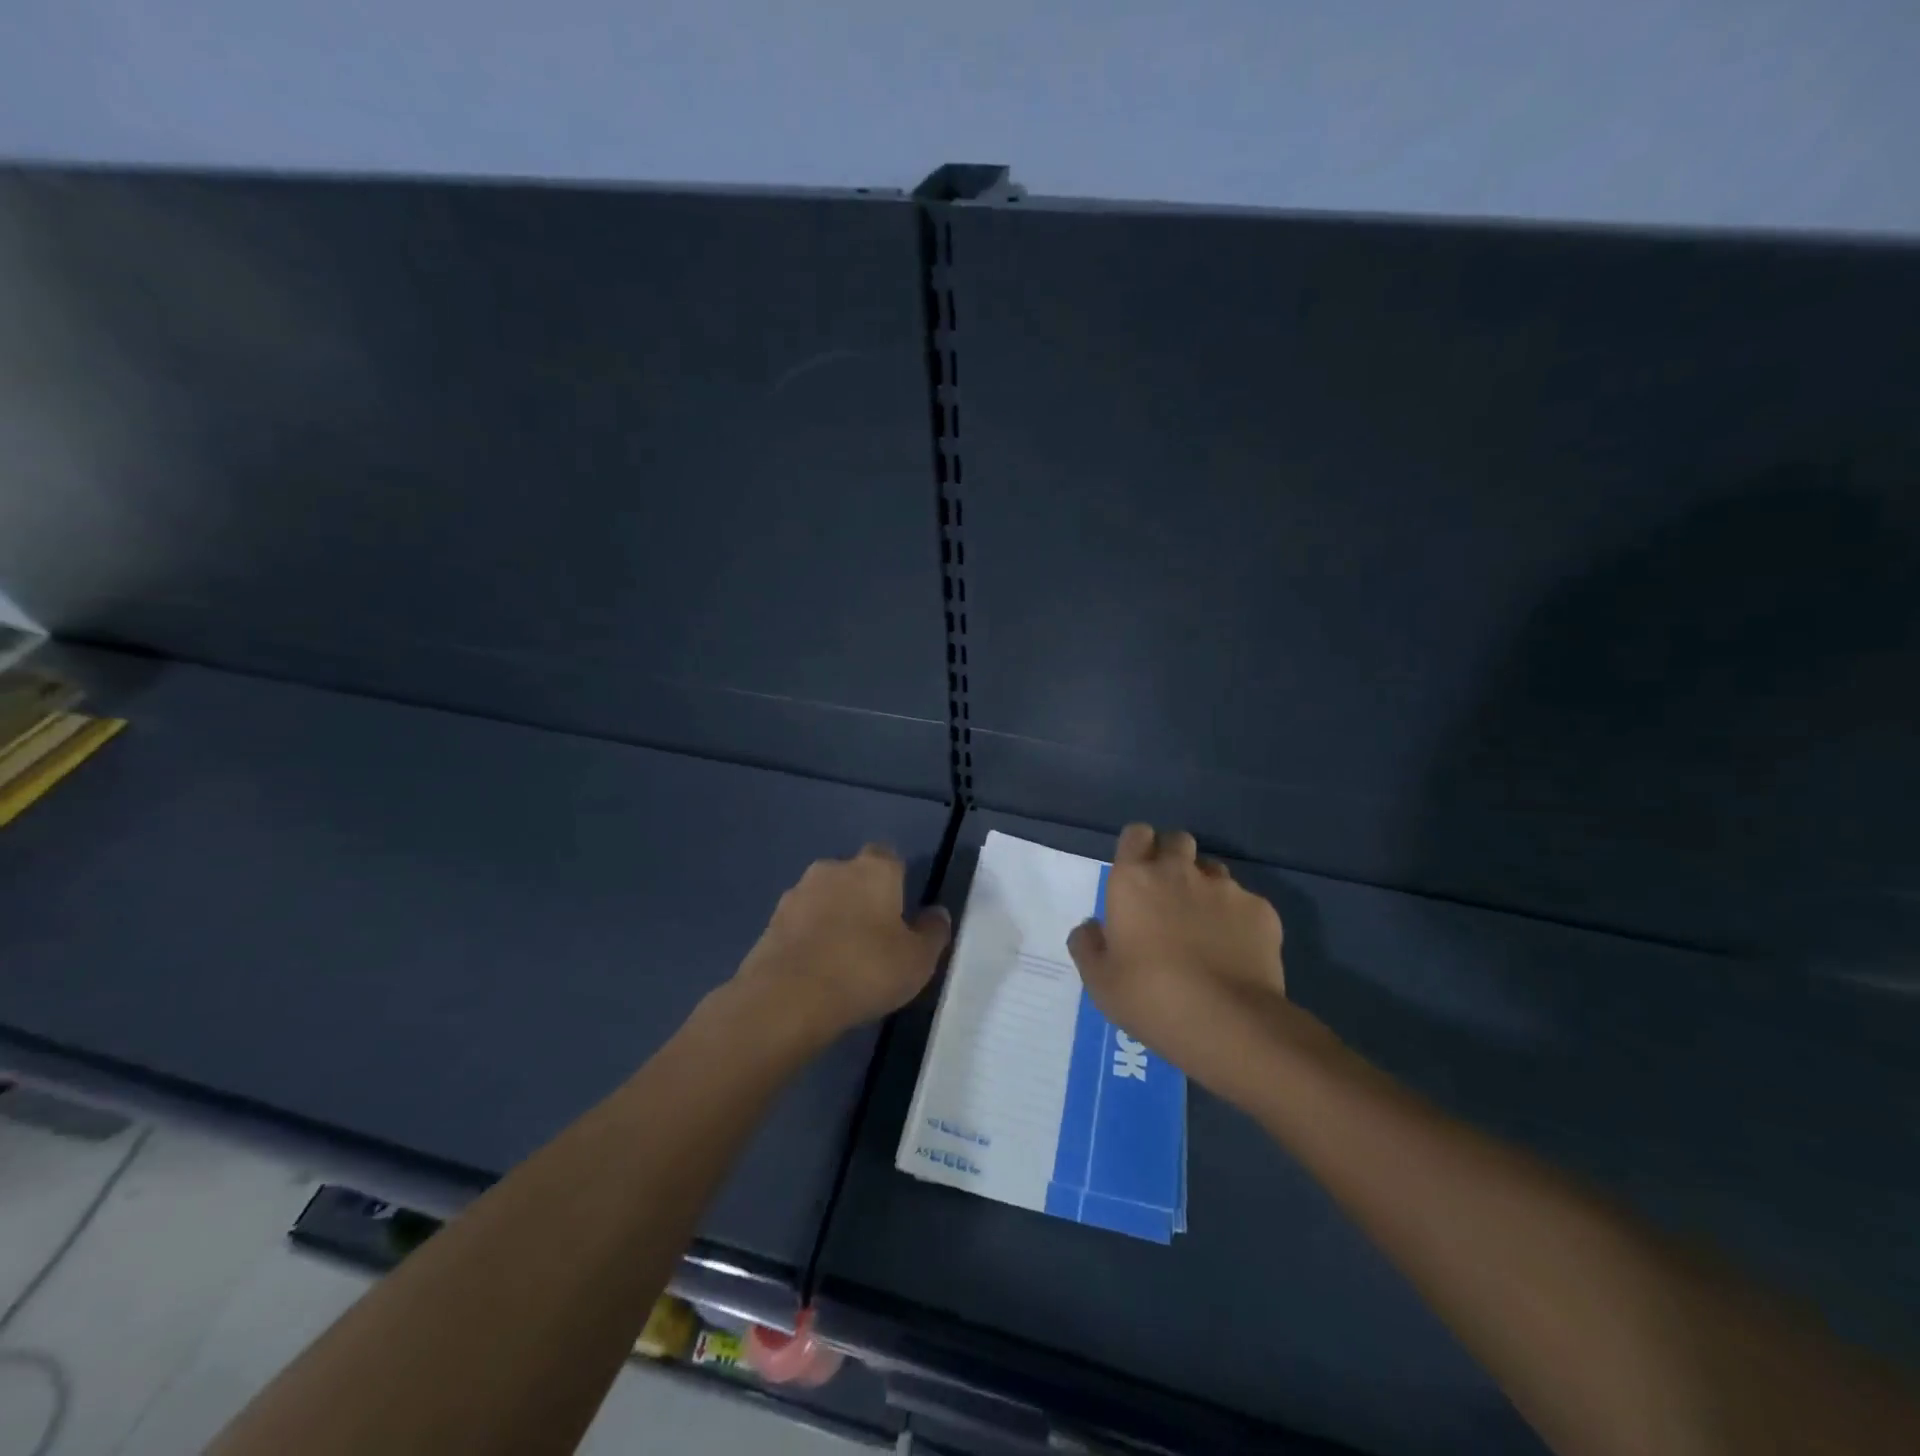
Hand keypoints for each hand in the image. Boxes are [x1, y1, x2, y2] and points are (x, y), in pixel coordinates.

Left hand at [731, 844, 950, 1049]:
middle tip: (875, 936)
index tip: (902, 910)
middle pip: (854, 875)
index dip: (896, 880)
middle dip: (862, 897)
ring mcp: (797, 893)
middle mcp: (833, 869)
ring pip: (824, 898)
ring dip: (833, 917)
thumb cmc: (865, 969)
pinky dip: (809, 938)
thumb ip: (933, 932)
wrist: (788, 997)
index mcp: (874, 869)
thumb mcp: (918, 960)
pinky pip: (800, 923)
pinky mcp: (771, 921)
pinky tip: (817, 970)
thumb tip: (937, 914)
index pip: (889, 857)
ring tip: (843, 957)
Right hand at [1067, 823, 1287, 1090]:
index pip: (1136, 834)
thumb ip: (1088, 944)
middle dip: (1172, 857)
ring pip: (1213, 870)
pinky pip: (1245, 903)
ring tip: (1204, 925)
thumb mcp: (1099, 981)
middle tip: (1167, 895)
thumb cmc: (1150, 997)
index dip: (1136, 848)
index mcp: (1134, 880)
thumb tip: (1092, 927)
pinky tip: (1236, 952)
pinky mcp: (1261, 910)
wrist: (1227, 1023)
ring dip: (1204, 886)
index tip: (1136, 873)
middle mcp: (1179, 871)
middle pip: (1177, 841)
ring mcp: (1225, 888)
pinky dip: (1238, 919)